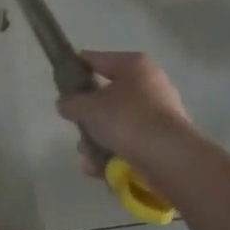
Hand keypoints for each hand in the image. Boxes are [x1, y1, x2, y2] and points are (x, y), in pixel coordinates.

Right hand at [56, 51, 203, 170]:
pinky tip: (99, 169)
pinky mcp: (163, 140)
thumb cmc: (126, 120)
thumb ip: (70, 102)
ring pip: (117, 123)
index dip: (74, 70)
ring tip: (88, 158)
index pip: (95, 59)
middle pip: (106, 96)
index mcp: (134, 65)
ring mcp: (159, 113)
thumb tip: (65, 104)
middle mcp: (150, 84)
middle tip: (76, 128)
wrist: (169, 159)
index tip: (60, 87)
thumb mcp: (87, 107)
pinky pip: (130, 142)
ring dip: (98, 140)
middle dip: (88, 117)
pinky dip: (114, 154)